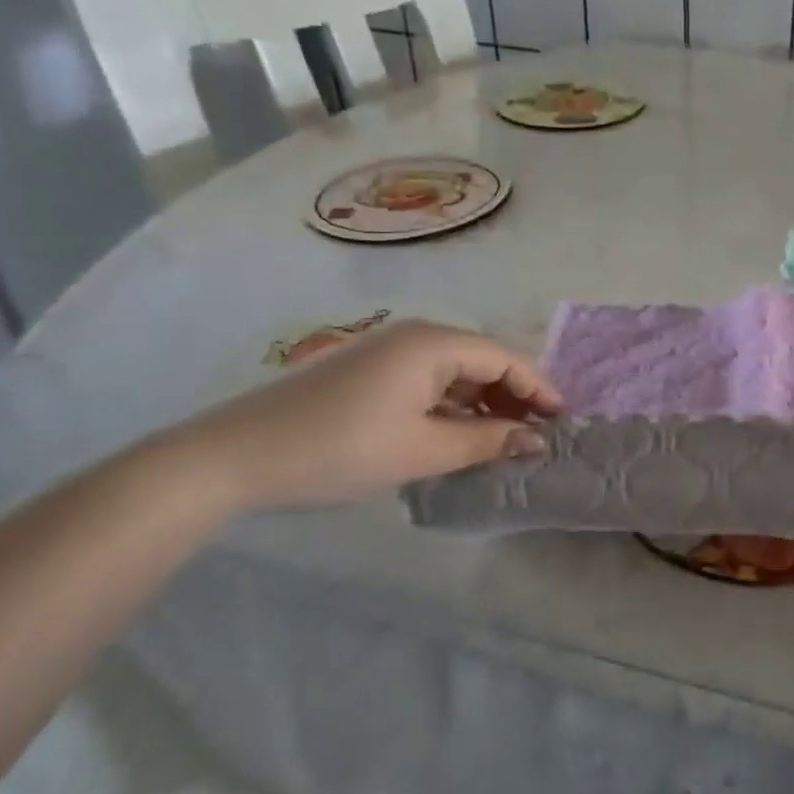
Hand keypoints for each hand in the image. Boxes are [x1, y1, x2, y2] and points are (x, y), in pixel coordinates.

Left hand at [157, 321, 561, 512]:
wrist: (231, 457)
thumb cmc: (339, 449)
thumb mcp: (422, 450)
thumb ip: (486, 441)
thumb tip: (536, 441)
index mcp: (433, 343)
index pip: (504, 358)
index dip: (537, 389)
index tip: (562, 422)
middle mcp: (415, 335)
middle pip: (481, 359)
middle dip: (512, 396)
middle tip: (534, 435)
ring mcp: (387, 350)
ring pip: (454, 371)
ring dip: (482, 402)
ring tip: (501, 439)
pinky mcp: (367, 370)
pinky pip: (427, 379)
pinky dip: (451, 404)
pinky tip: (456, 433)